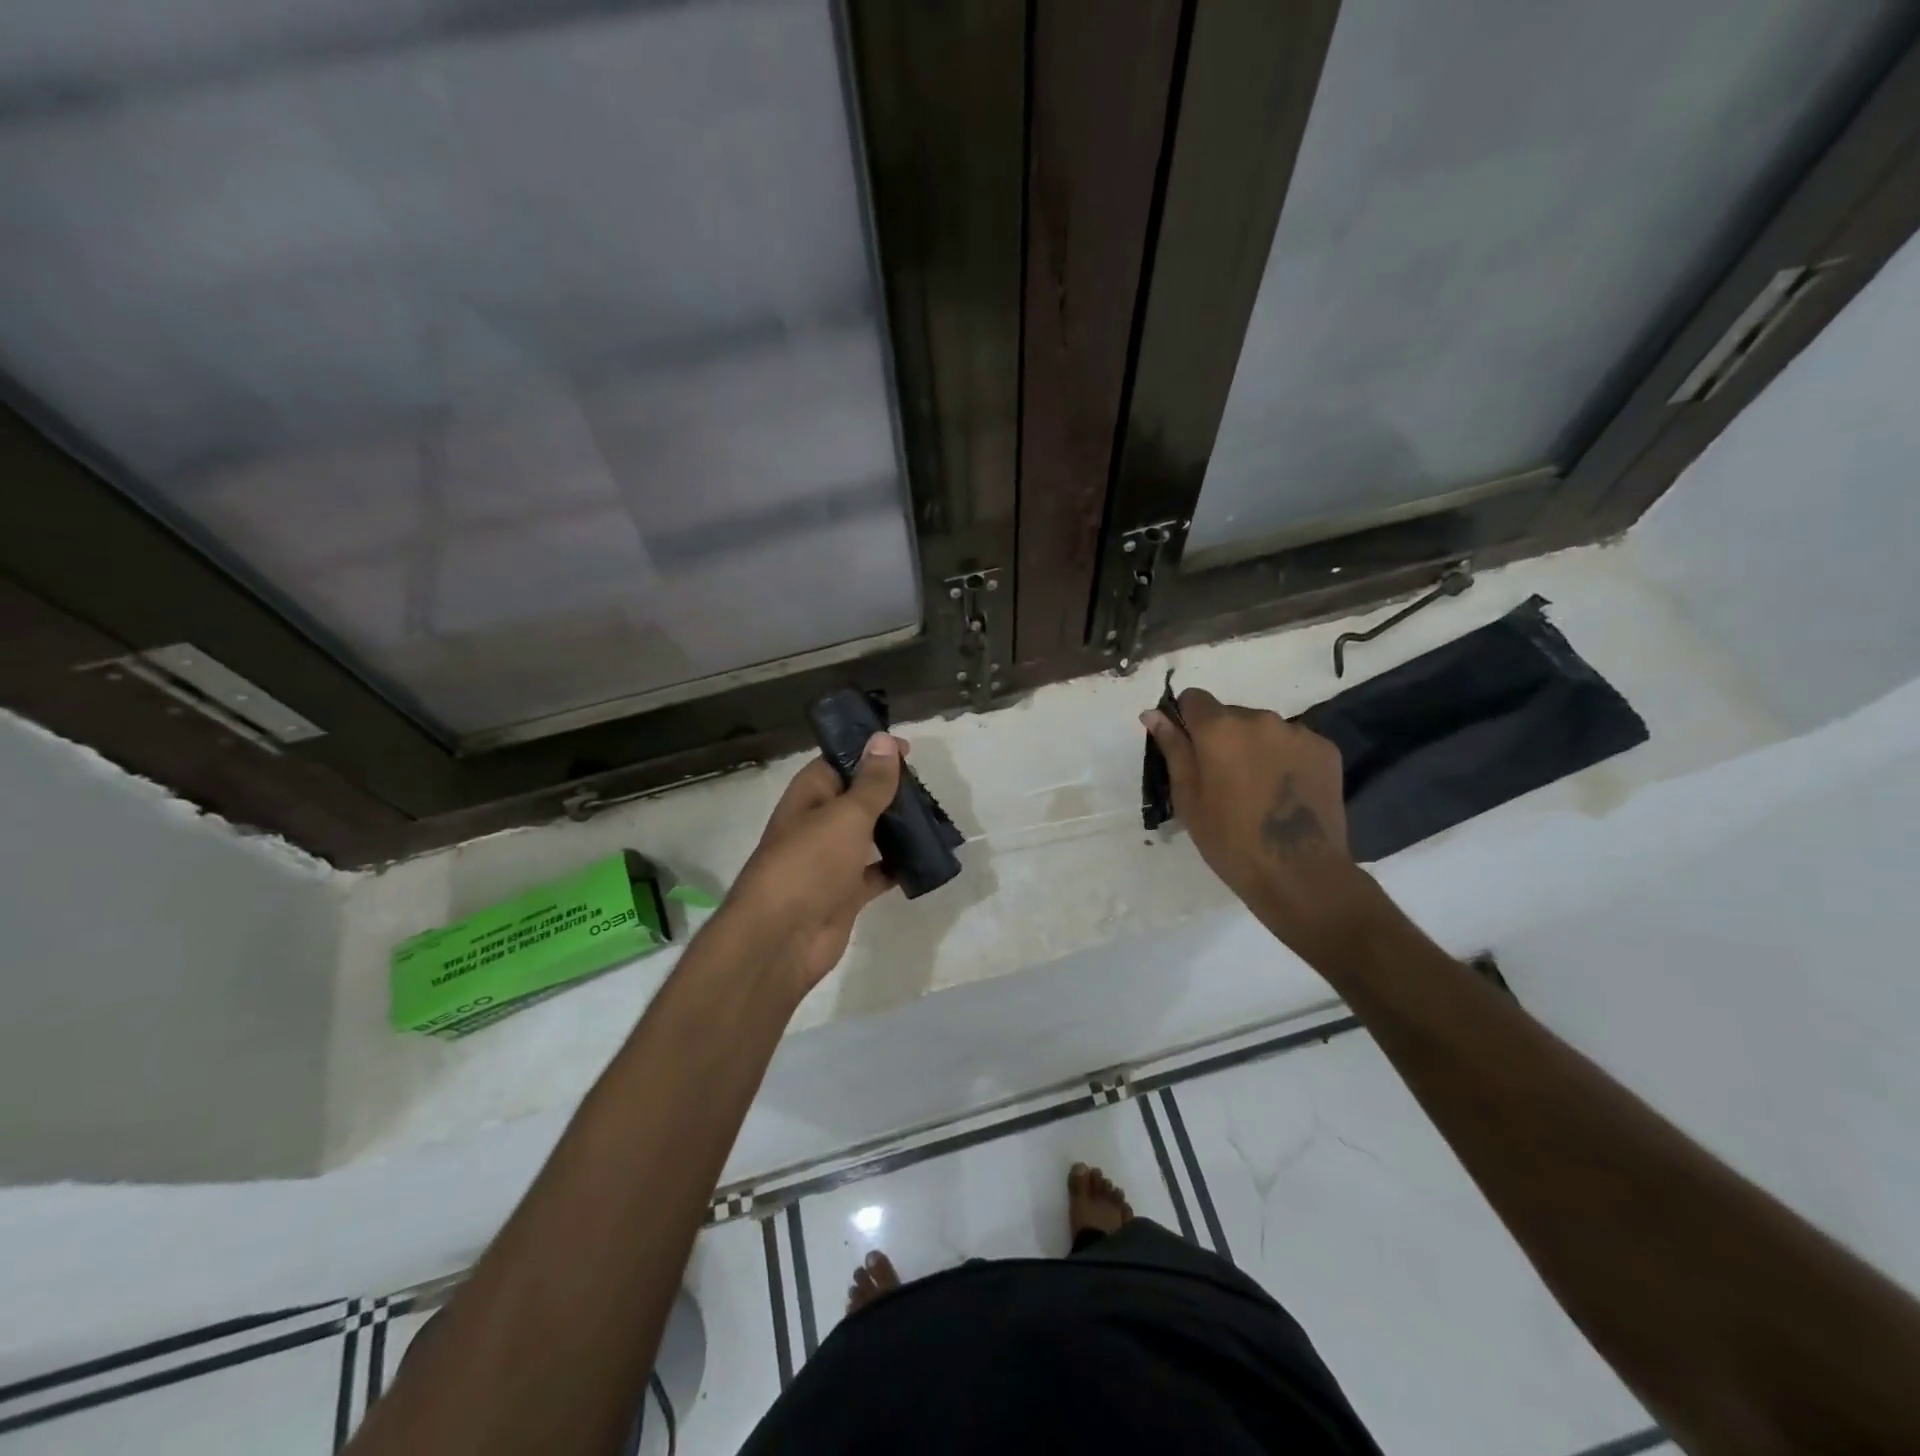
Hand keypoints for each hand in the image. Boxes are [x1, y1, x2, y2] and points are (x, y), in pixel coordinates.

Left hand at [719, 733, 904, 994]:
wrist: (782, 938)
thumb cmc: (810, 864)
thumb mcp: (846, 815)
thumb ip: (871, 782)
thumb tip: (883, 739)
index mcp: (809, 796)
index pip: (839, 763)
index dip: (870, 753)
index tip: (907, 750)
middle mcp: (818, 824)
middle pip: (857, 799)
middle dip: (889, 792)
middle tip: (928, 787)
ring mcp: (831, 861)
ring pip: (870, 835)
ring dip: (897, 828)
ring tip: (935, 818)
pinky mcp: (846, 893)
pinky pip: (877, 872)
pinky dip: (898, 866)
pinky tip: (926, 859)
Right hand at [1143, 689, 1373, 957]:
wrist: (1300, 873)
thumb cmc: (1230, 840)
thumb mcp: (1188, 797)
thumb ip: (1173, 748)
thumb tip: (1152, 713)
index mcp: (1219, 729)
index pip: (1194, 698)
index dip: (1187, 721)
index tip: (1190, 752)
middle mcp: (1260, 719)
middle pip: (1230, 714)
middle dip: (1222, 738)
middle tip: (1224, 781)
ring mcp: (1297, 732)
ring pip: (1263, 730)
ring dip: (1255, 748)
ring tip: (1258, 791)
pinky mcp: (1325, 749)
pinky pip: (1293, 743)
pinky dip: (1284, 759)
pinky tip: (1285, 794)